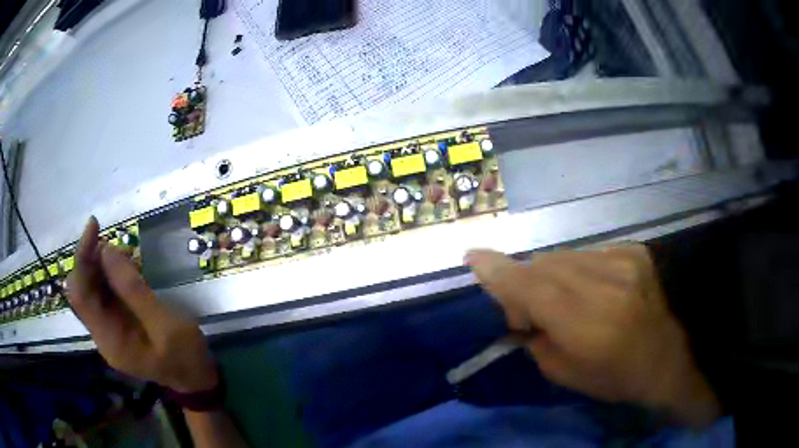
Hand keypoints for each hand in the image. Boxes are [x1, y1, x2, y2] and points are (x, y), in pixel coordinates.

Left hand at [67, 217, 217, 392]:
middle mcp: (101, 333)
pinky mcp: (117, 323)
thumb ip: (133, 290)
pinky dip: (112, 275)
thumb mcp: (165, 324)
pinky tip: (129, 269)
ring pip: (92, 288)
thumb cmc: (184, 356)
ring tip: (127, 256)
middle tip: (114, 242)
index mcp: (110, 339)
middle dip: (91, 259)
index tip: (94, 226)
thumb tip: (107, 250)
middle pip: (81, 289)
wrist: (196, 378)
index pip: (80, 294)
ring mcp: (108, 328)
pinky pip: (105, 293)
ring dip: (102, 265)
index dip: (82, 258)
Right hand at [466, 245, 720, 426]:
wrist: (669, 357)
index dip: (500, 272)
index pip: (534, 289)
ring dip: (550, 276)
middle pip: (544, 267)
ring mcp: (623, 262)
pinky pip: (587, 254)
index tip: (472, 258)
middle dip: (524, 283)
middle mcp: (606, 285)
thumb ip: (536, 339)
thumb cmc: (617, 377)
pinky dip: (577, 271)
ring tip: (564, 301)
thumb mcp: (567, 375)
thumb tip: (519, 310)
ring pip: (563, 257)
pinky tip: (591, 291)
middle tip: (527, 311)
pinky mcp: (634, 252)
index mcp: (590, 325)